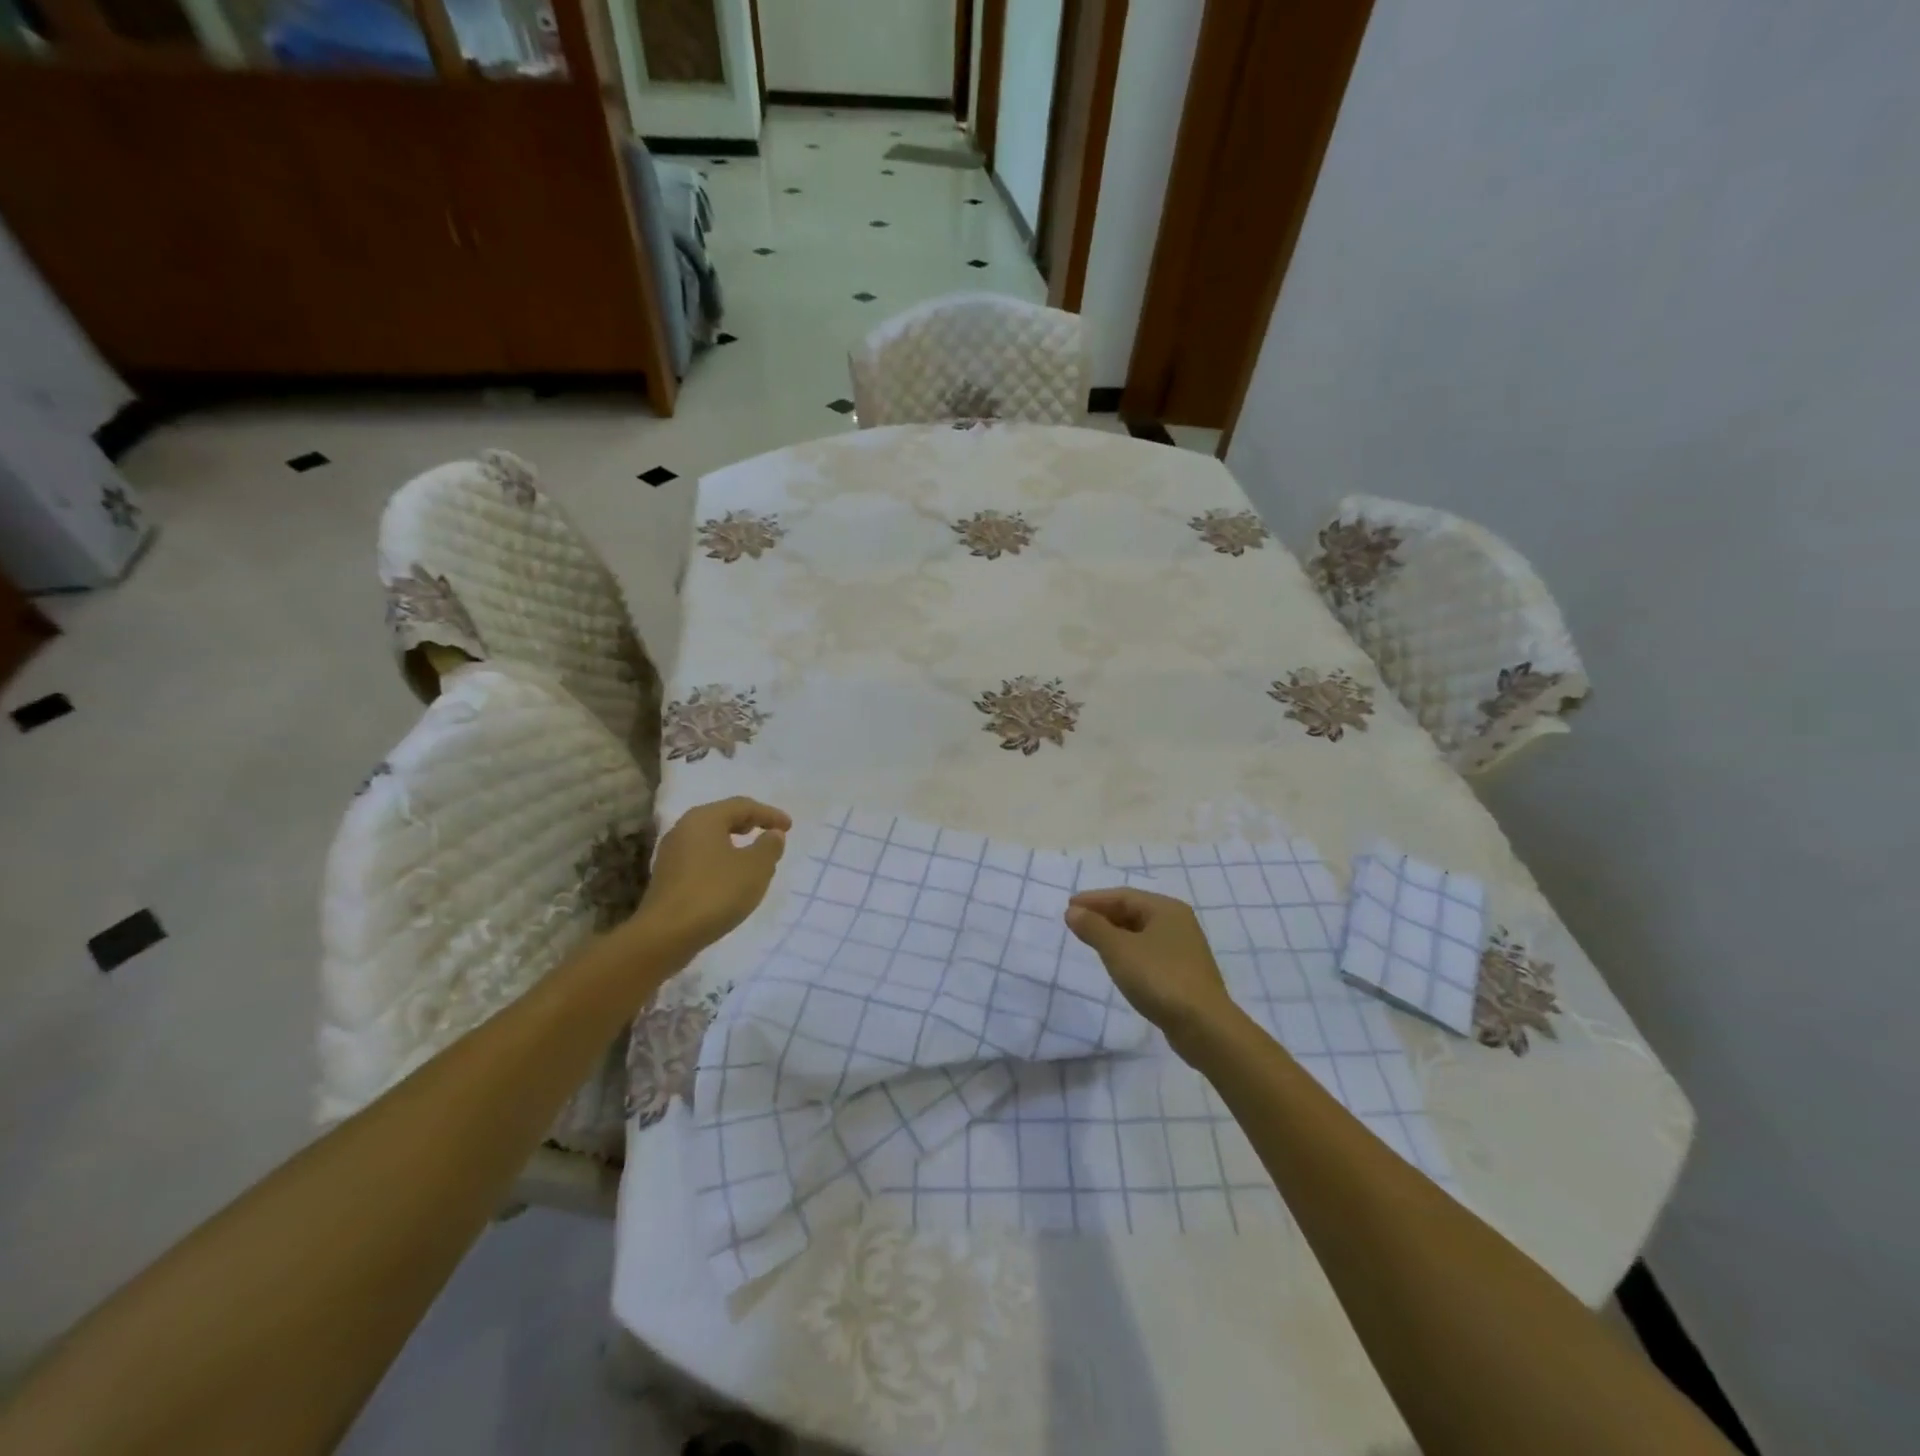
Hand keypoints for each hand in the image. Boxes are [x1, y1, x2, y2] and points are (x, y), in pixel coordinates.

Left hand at [633, 797, 791, 958]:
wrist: (665, 935)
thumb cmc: (715, 893)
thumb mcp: (755, 868)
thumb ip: (769, 847)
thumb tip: (773, 834)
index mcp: (704, 819)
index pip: (742, 806)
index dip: (769, 814)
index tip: (789, 826)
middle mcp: (683, 829)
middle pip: (722, 818)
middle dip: (749, 824)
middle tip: (769, 833)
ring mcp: (671, 854)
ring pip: (709, 839)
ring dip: (733, 843)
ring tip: (753, 855)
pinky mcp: (667, 877)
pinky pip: (700, 858)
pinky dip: (720, 859)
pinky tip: (730, 877)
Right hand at [1065, 889, 1241, 1048]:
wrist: (1203, 1026)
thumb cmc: (1159, 978)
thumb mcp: (1119, 950)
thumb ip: (1093, 928)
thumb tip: (1073, 911)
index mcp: (1166, 909)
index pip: (1123, 896)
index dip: (1094, 900)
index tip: (1069, 906)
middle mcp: (1178, 923)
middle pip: (1134, 911)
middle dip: (1104, 915)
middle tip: (1077, 922)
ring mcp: (1184, 948)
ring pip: (1142, 932)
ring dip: (1115, 933)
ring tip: (1092, 941)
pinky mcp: (1184, 973)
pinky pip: (1149, 951)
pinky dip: (1129, 951)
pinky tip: (1118, 963)